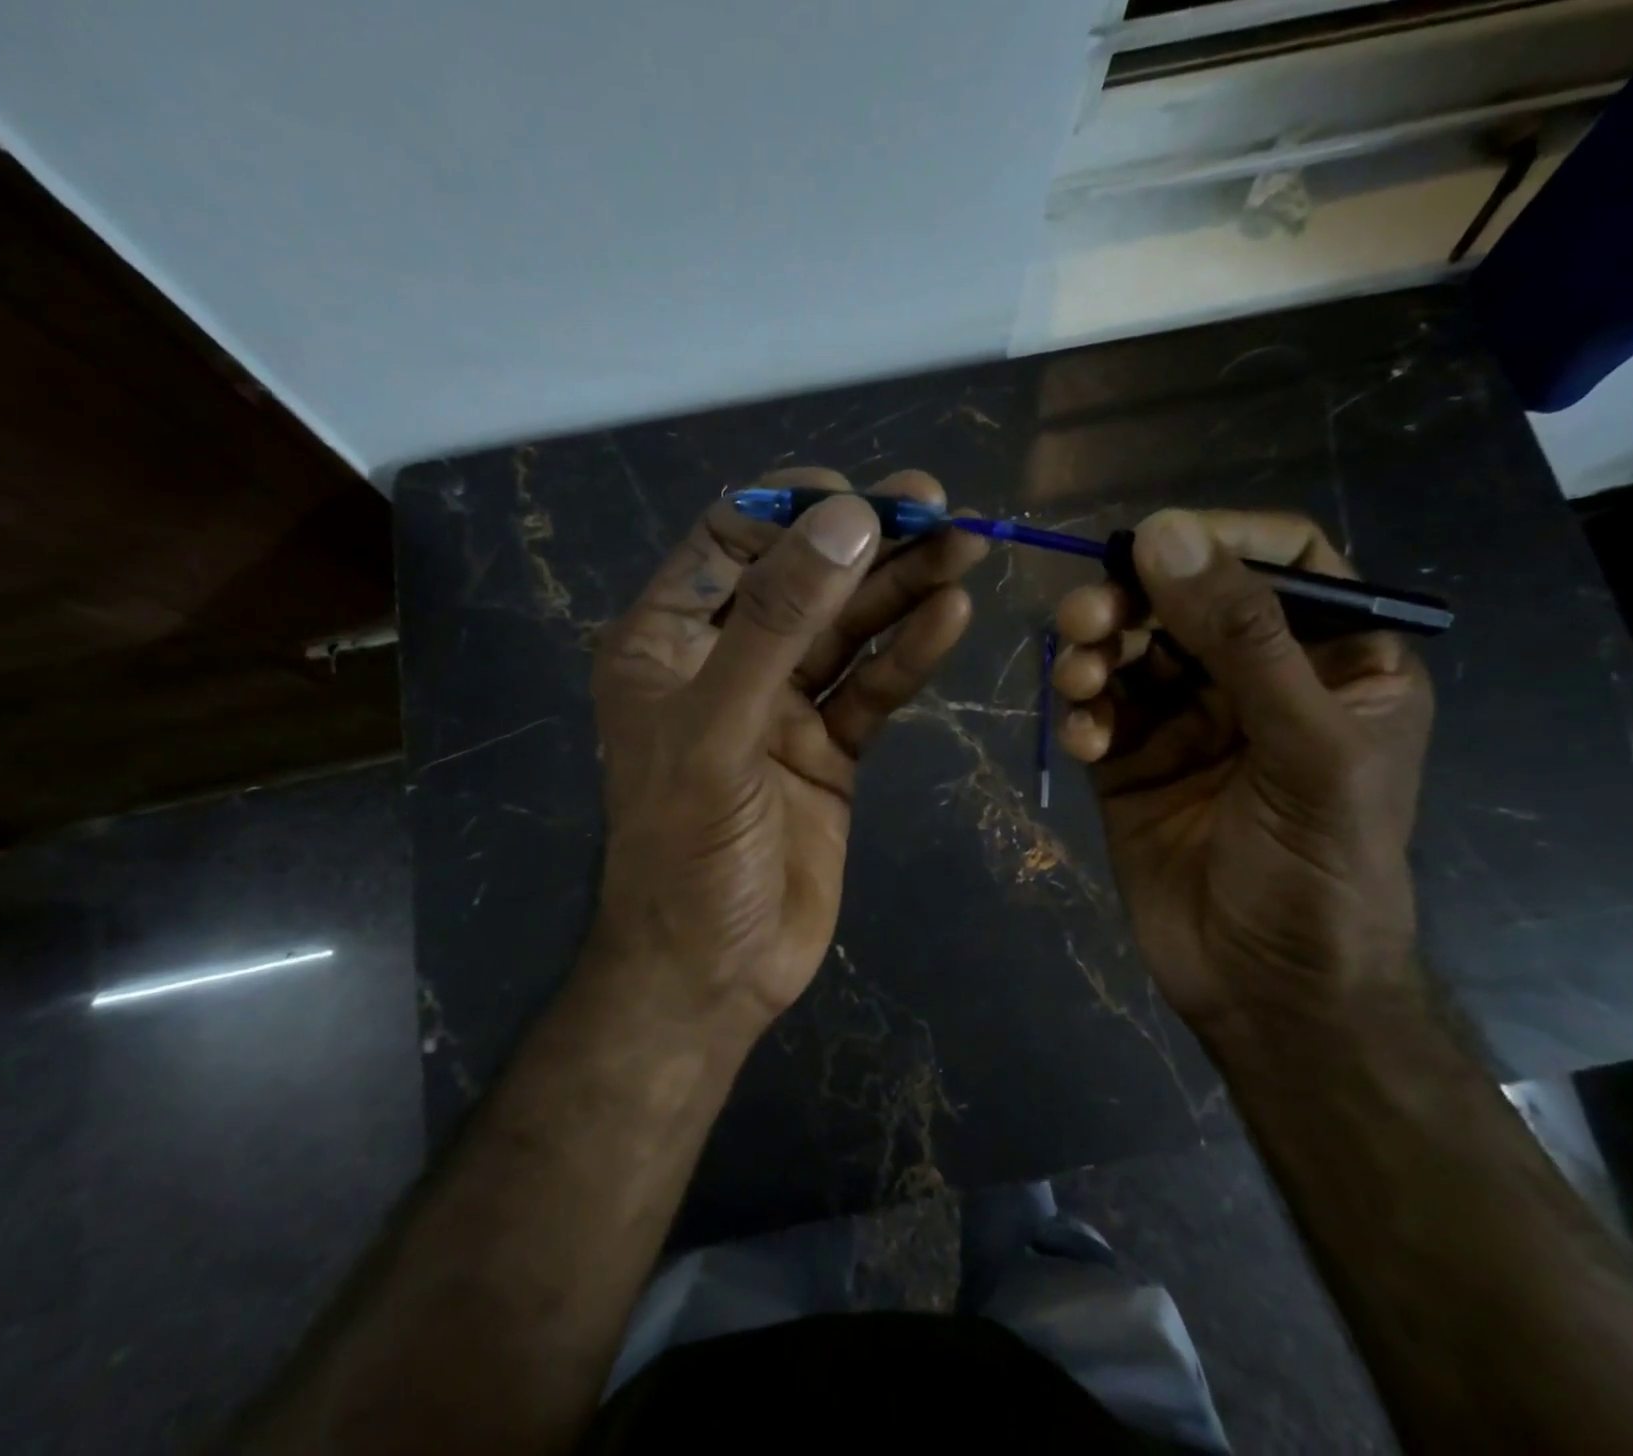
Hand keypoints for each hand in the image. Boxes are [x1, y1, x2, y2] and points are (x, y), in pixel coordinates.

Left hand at [587, 468, 987, 1037]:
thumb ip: (777, 625)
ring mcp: (781, 705)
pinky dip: (909, 654)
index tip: (861, 501)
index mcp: (666, 642)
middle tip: (938, 505)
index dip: (791, 513)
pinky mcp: (828, 748)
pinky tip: (950, 616)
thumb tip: (846, 520)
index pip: (728, 543)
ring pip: (846, 630)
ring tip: (966, 549)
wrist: (715, 971)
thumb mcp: (718, 730)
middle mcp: (723, 662)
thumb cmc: (687, 852)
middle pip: (801, 580)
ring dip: (901, 589)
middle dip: (866, 542)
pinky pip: (872, 688)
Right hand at [1053, 509, 1432, 1041]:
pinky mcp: (1131, 759)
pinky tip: (1083, 739)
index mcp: (1334, 661)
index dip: (1218, 540)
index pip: (1282, 561)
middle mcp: (1257, 680)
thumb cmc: (1319, 870)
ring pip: (1129, 650)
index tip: (1151, 544)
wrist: (1266, 989)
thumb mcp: (1305, 747)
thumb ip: (1242, 638)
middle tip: (1086, 618)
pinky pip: (1096, 709)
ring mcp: (1187, 721)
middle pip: (1185, 601)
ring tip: (1079, 682)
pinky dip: (1081, 713)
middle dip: (1131, 602)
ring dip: (1094, 654)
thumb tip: (1164, 533)